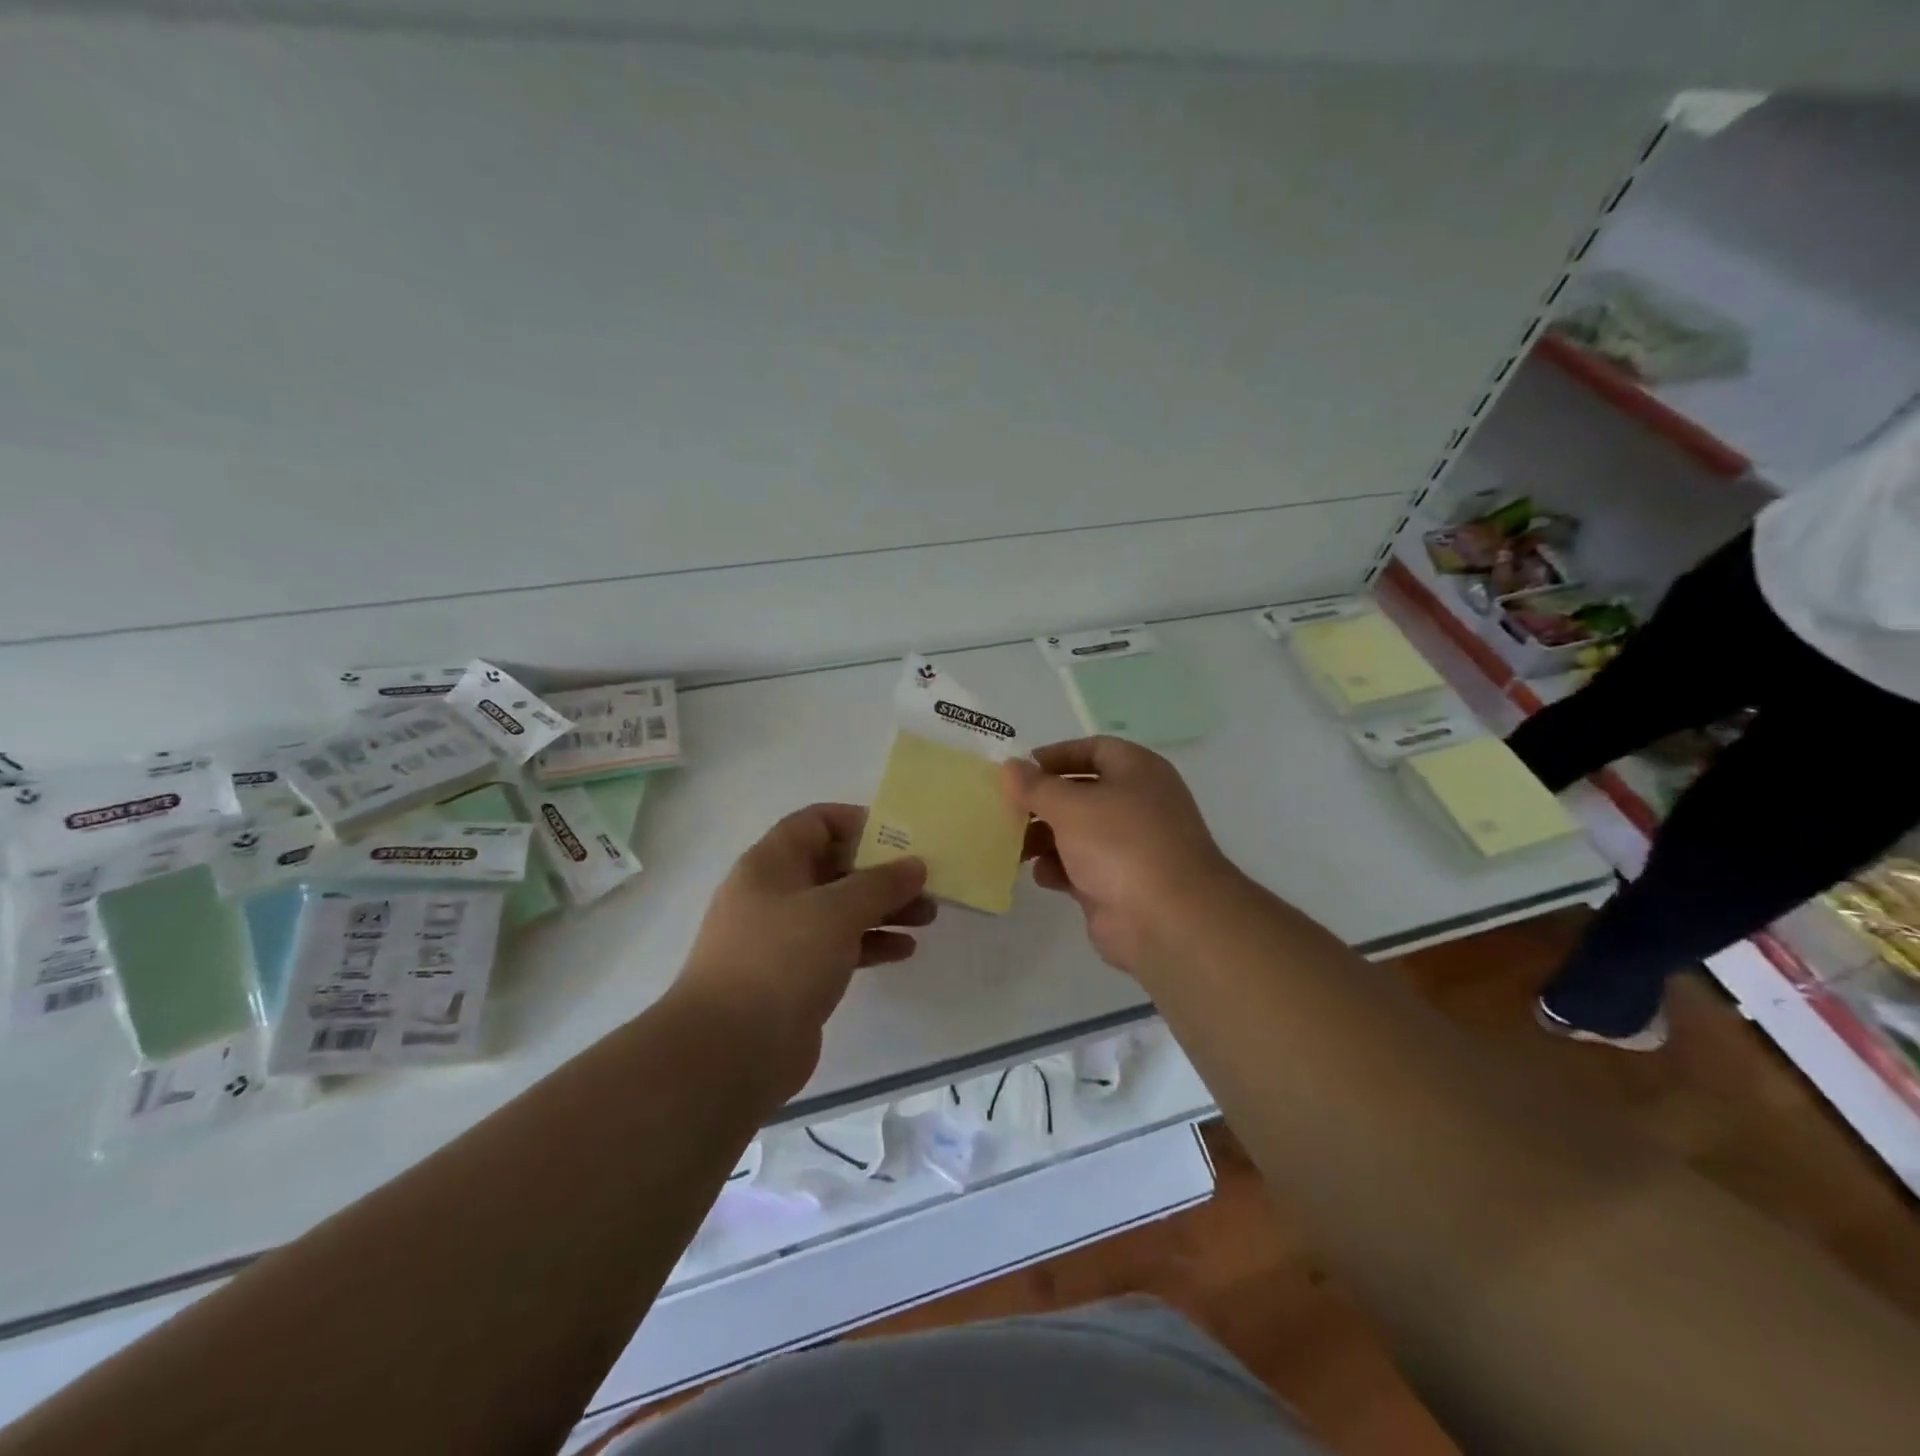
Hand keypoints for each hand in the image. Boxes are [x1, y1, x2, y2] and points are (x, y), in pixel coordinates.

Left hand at [679, 804, 932, 1096]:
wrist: (730, 1051)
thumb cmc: (781, 960)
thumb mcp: (836, 911)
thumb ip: (880, 883)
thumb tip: (915, 865)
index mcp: (771, 864)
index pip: (815, 822)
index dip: (857, 822)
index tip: (899, 837)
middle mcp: (774, 894)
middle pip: (834, 867)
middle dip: (881, 872)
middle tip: (925, 881)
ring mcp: (783, 938)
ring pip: (840, 910)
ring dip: (884, 909)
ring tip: (928, 916)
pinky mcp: (794, 976)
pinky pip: (839, 947)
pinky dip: (871, 944)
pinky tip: (904, 950)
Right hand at [1001, 737, 1239, 977]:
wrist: (1167, 919)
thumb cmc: (1120, 844)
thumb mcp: (1070, 805)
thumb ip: (1035, 786)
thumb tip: (1010, 767)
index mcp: (1137, 771)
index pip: (1093, 749)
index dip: (1056, 756)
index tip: (1020, 770)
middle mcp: (1136, 804)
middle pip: (1081, 793)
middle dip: (1043, 802)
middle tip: (1006, 810)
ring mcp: (1129, 847)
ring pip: (1077, 833)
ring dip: (1044, 837)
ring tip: (1015, 846)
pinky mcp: (1117, 883)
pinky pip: (1079, 868)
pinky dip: (1058, 868)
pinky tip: (1041, 875)